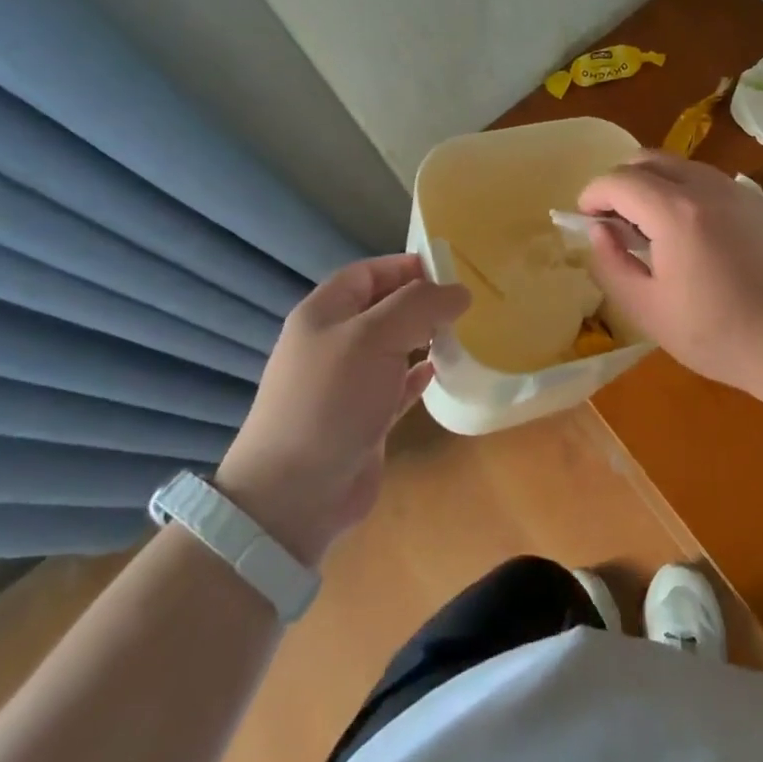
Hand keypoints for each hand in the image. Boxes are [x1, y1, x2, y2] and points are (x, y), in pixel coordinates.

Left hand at [215, 255, 468, 566]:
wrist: (295, 495)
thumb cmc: (331, 399)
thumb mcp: (373, 337)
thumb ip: (419, 306)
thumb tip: (460, 291)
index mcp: (324, 313)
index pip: (368, 273)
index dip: (405, 266)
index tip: (451, 270)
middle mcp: (334, 343)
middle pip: (383, 309)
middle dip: (422, 302)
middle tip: (467, 304)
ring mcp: (348, 384)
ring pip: (394, 347)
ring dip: (425, 338)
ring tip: (465, 333)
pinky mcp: (364, 419)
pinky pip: (397, 386)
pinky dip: (419, 376)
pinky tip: (442, 372)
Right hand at [577, 153, 762, 398]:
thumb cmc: (718, 333)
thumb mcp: (648, 309)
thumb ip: (611, 264)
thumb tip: (598, 231)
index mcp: (674, 210)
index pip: (618, 180)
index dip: (593, 195)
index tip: (585, 219)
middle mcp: (706, 186)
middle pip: (649, 159)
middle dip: (621, 182)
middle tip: (614, 220)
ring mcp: (738, 191)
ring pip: (682, 166)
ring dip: (654, 184)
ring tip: (651, 229)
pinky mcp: (760, 204)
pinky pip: (710, 182)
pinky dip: (686, 193)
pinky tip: (693, 236)